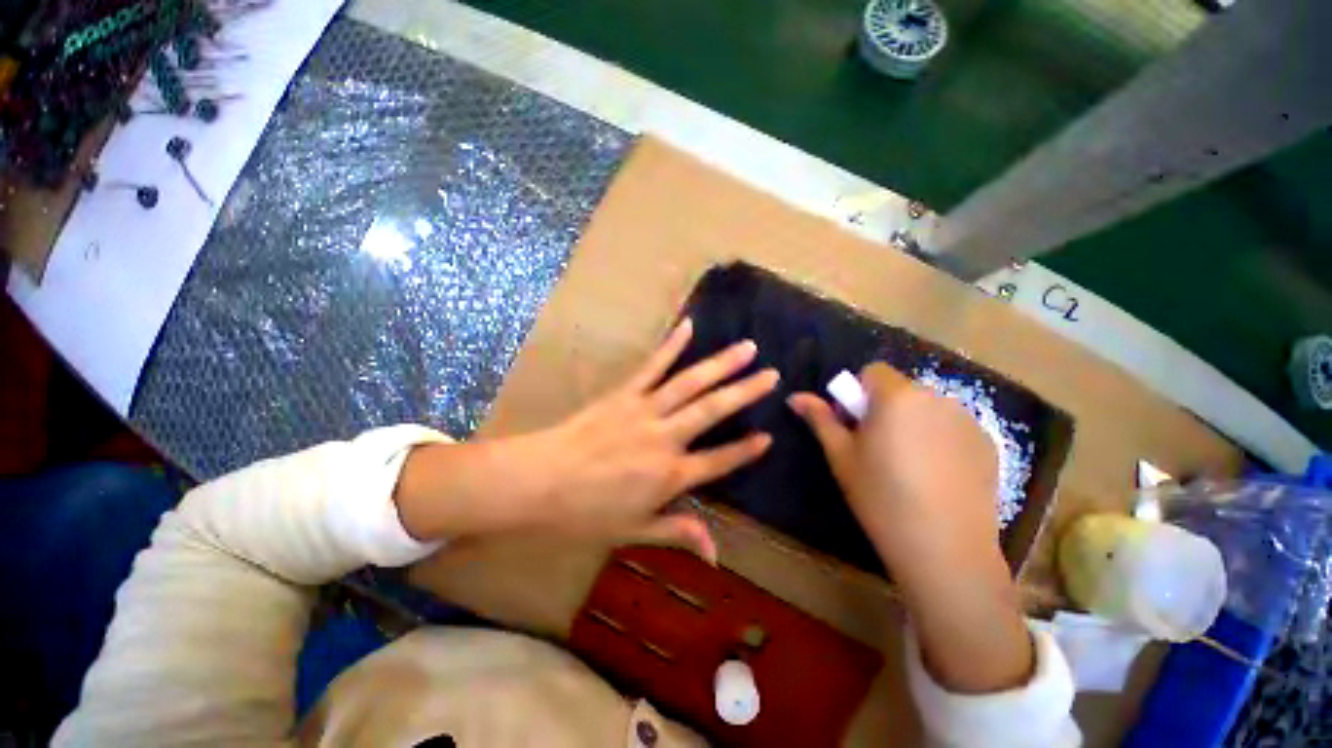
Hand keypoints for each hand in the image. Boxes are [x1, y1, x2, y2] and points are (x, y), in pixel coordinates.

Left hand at [395, 318, 777, 561]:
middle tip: (773, 375)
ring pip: (690, 383)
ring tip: (747, 347)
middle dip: (746, 392)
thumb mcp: (633, 531)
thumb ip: (678, 532)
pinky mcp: (625, 393)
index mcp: (670, 475)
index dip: (745, 450)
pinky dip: (671, 344)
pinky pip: (653, 366)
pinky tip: (688, 326)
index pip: (719, 461)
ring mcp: (645, 410)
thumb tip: (716, 553)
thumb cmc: (584, 514)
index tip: (769, 436)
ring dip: (721, 364)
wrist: (537, 483)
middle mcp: (665, 437)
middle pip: (713, 410)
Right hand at [788, 363, 1033, 692]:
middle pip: (900, 388)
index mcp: (897, 396)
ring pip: (927, 407)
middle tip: (877, 448)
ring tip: (909, 464)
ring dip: (912, 421)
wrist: (945, 548)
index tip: (855, 424)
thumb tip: (795, 397)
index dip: (858, 393)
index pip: (873, 371)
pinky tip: (937, 475)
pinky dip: (939, 437)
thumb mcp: (841, 456)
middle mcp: (936, 397)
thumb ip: (819, 419)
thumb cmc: (880, 496)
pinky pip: (952, 426)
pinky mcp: (987, 443)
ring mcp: (967, 419)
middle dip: (885, 407)